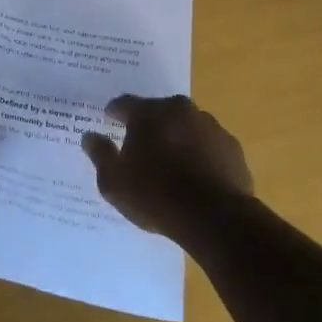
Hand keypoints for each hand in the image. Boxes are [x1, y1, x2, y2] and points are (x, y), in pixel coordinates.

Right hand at [82, 94, 254, 242]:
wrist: (215, 217)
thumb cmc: (156, 196)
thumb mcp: (114, 182)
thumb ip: (100, 154)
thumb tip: (90, 136)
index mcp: (148, 112)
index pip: (124, 103)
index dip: (114, 113)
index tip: (108, 121)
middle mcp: (180, 109)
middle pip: (158, 111)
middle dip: (148, 125)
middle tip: (140, 146)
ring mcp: (210, 126)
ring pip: (185, 126)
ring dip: (176, 138)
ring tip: (171, 164)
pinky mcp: (231, 146)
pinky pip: (208, 145)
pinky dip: (200, 153)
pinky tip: (196, 176)